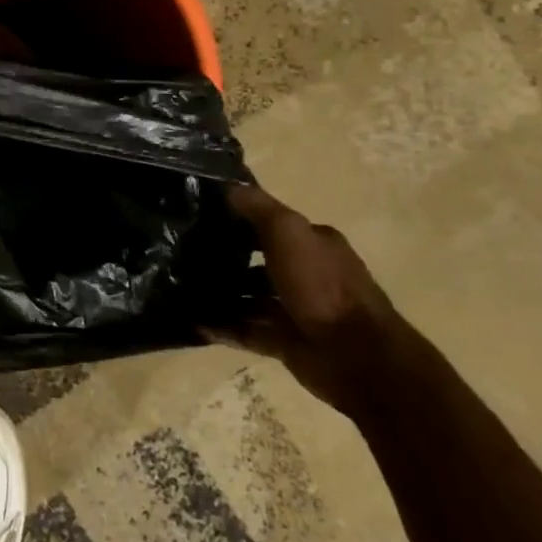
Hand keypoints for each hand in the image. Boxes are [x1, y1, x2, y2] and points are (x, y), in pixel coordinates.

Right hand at [208, 180, 403, 415]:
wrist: (355, 355)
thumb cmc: (320, 283)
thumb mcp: (287, 230)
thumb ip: (257, 207)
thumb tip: (228, 186)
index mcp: (316, 245)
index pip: (275, 226)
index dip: (241, 220)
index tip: (204, 219)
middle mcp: (310, 275)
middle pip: (263, 262)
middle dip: (229, 260)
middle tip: (188, 255)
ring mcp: (299, 311)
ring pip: (254, 298)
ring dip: (225, 295)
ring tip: (187, 289)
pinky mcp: (289, 343)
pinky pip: (249, 331)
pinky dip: (225, 327)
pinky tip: (196, 322)